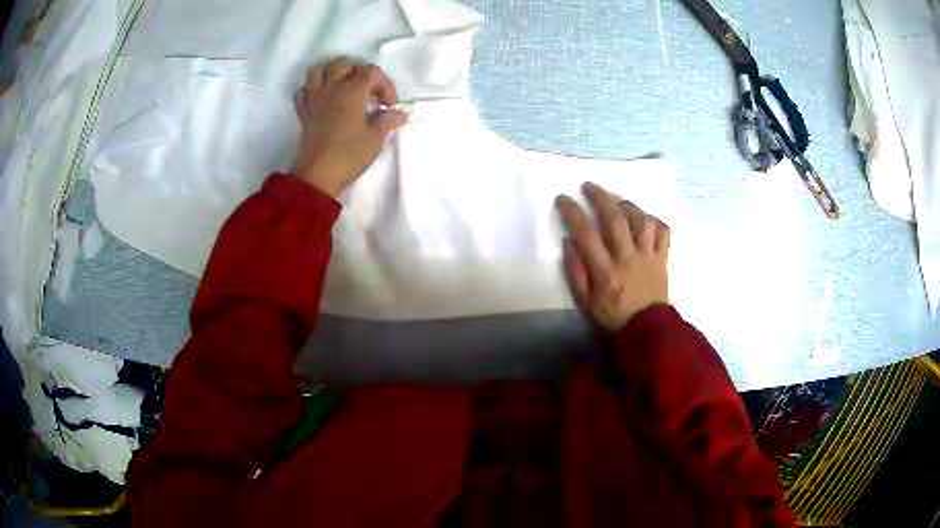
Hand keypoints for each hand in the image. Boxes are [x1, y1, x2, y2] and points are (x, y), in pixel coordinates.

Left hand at [289, 57, 407, 196]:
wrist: (316, 177)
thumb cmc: (349, 156)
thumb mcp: (375, 140)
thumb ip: (387, 121)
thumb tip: (400, 114)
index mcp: (352, 92)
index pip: (371, 71)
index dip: (384, 84)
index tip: (388, 105)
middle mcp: (331, 89)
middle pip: (343, 64)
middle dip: (358, 72)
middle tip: (366, 92)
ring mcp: (314, 99)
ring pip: (319, 70)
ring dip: (332, 73)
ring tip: (342, 87)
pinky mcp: (303, 112)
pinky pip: (303, 91)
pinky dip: (312, 90)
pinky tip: (322, 100)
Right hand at [556, 182, 670, 331]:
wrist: (648, 331)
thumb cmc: (613, 317)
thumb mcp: (585, 302)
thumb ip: (576, 272)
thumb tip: (570, 242)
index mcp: (606, 271)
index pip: (586, 234)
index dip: (573, 213)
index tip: (563, 199)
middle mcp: (628, 258)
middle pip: (616, 219)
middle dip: (600, 197)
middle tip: (589, 186)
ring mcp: (649, 257)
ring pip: (642, 220)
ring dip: (628, 206)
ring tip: (618, 203)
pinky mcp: (663, 259)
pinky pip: (663, 232)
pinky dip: (654, 221)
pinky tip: (644, 221)